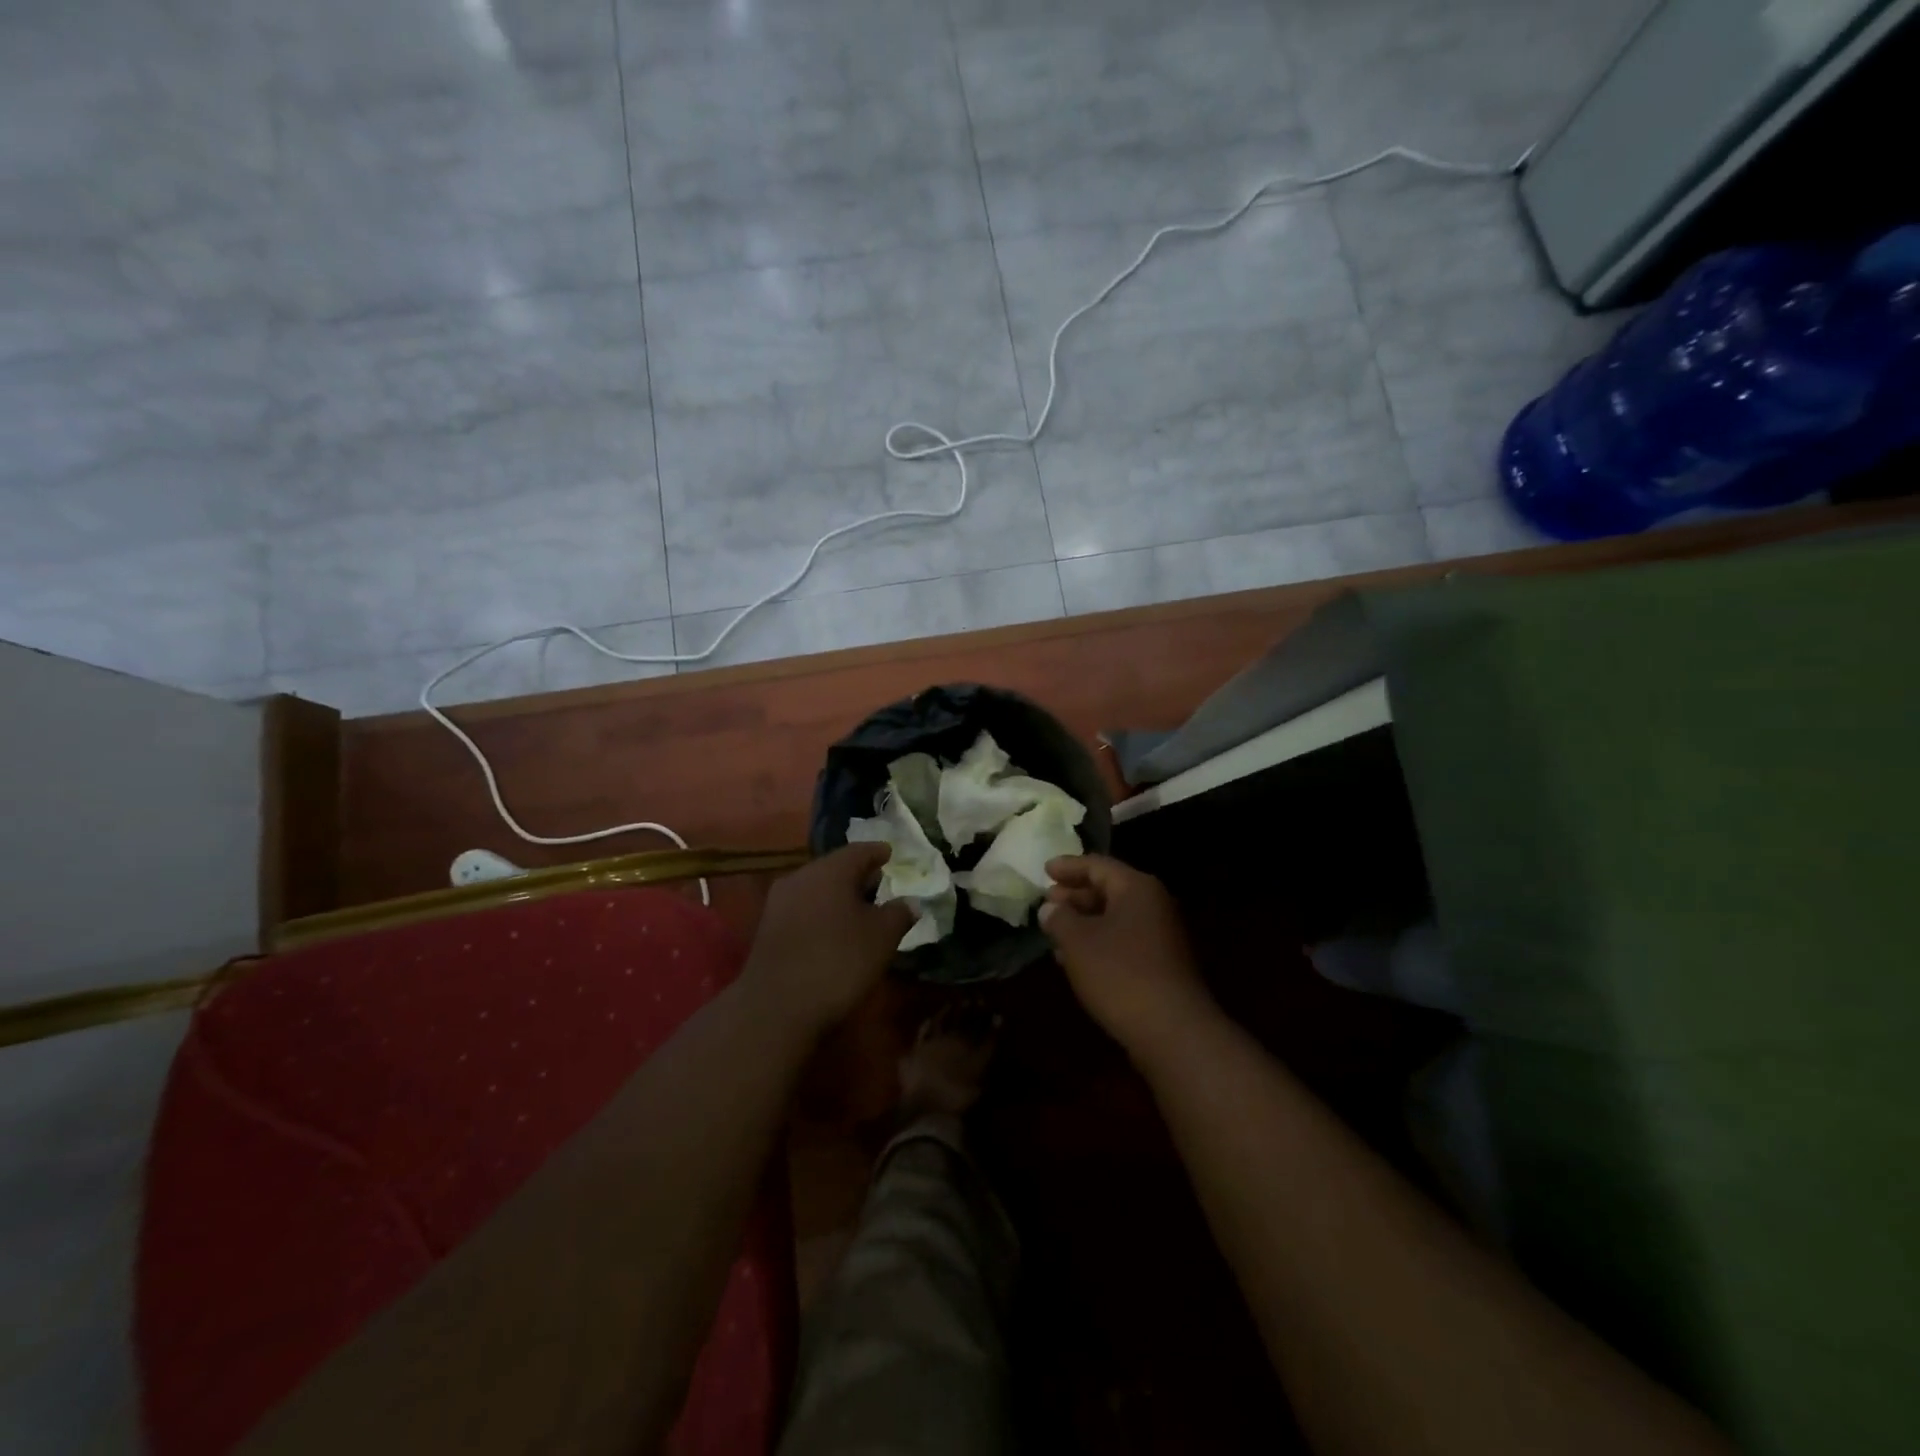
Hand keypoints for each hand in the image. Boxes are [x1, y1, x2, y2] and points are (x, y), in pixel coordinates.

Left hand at [741, 843, 915, 1035]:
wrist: (776, 1007)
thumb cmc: (838, 962)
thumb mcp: (882, 938)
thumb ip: (899, 914)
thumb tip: (909, 902)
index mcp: (830, 870)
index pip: (860, 850)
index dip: (879, 853)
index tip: (891, 855)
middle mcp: (801, 876)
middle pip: (835, 868)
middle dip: (858, 875)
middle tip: (880, 884)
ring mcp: (779, 902)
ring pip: (817, 888)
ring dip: (838, 895)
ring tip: (860, 910)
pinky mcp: (768, 928)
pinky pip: (804, 908)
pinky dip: (822, 912)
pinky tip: (835, 930)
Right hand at [1041, 855, 1216, 1062]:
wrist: (1172, 1030)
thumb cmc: (1120, 973)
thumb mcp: (1078, 941)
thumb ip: (1059, 918)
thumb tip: (1050, 908)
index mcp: (1137, 888)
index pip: (1098, 865)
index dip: (1068, 866)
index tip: (1044, 870)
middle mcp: (1153, 905)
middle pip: (1109, 890)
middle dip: (1075, 895)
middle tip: (1047, 901)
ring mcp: (1161, 936)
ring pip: (1115, 918)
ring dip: (1084, 922)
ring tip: (1054, 931)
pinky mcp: (1160, 965)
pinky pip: (1123, 941)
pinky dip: (1098, 943)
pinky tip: (1075, 960)